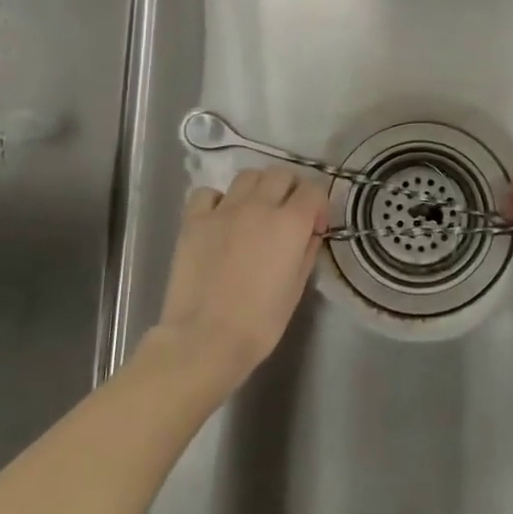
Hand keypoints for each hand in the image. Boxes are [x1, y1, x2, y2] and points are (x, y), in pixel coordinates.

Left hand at [154, 167, 327, 388]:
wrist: (205, 339)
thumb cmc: (260, 322)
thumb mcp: (296, 288)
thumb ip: (307, 251)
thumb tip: (309, 233)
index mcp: (290, 223)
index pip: (313, 189)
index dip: (318, 205)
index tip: (315, 227)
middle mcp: (259, 206)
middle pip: (281, 174)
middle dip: (291, 189)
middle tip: (288, 214)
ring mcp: (223, 210)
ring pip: (248, 175)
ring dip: (258, 188)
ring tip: (255, 212)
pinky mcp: (194, 220)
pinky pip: (209, 193)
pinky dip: (218, 200)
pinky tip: (221, 219)